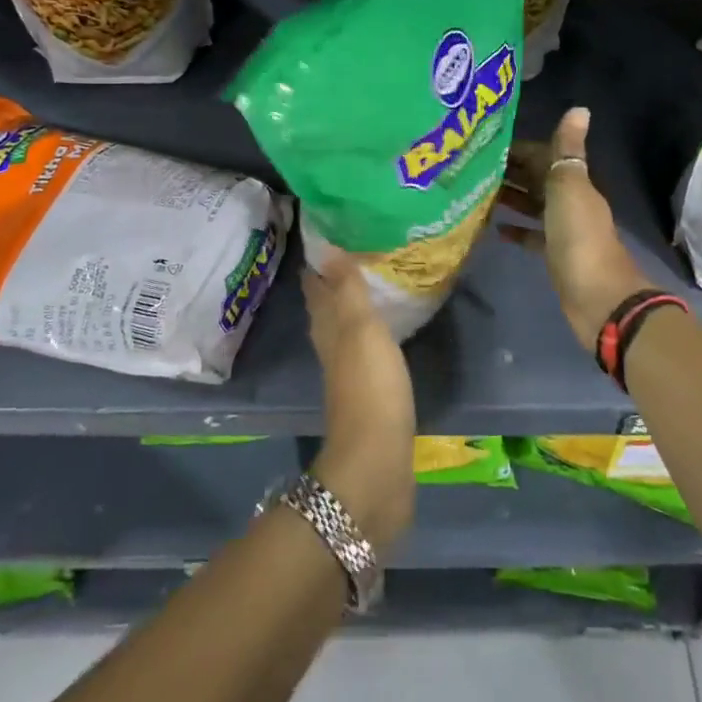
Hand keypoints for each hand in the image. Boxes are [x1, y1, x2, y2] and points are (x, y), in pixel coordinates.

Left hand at [302, 258, 415, 552]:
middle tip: (352, 254)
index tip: (327, 237)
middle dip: (333, 284)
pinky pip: (366, 354)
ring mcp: (349, 376)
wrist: (377, 464)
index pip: (317, 290)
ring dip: (351, 310)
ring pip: (345, 333)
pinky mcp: (369, 397)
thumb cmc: (370, 389)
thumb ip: (348, 290)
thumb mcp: (361, 330)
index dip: (319, 265)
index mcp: (328, 331)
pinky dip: (370, 337)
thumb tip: (327, 248)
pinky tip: (384, 334)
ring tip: (370, 286)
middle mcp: (332, 350)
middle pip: (327, 311)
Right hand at [498, 107, 655, 351]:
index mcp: (574, 182)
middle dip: (509, 171)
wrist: (598, 297)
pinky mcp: (555, 256)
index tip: (484, 144)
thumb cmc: (579, 237)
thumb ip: (568, 150)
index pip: (543, 156)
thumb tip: (579, 107)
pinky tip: (495, 229)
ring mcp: (563, 230)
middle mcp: (570, 201)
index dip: (518, 149)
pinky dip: (517, 230)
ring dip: (510, 198)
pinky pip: (533, 236)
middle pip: (537, 180)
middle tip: (471, 168)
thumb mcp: (570, 187)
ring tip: (477, 193)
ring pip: (533, 206)